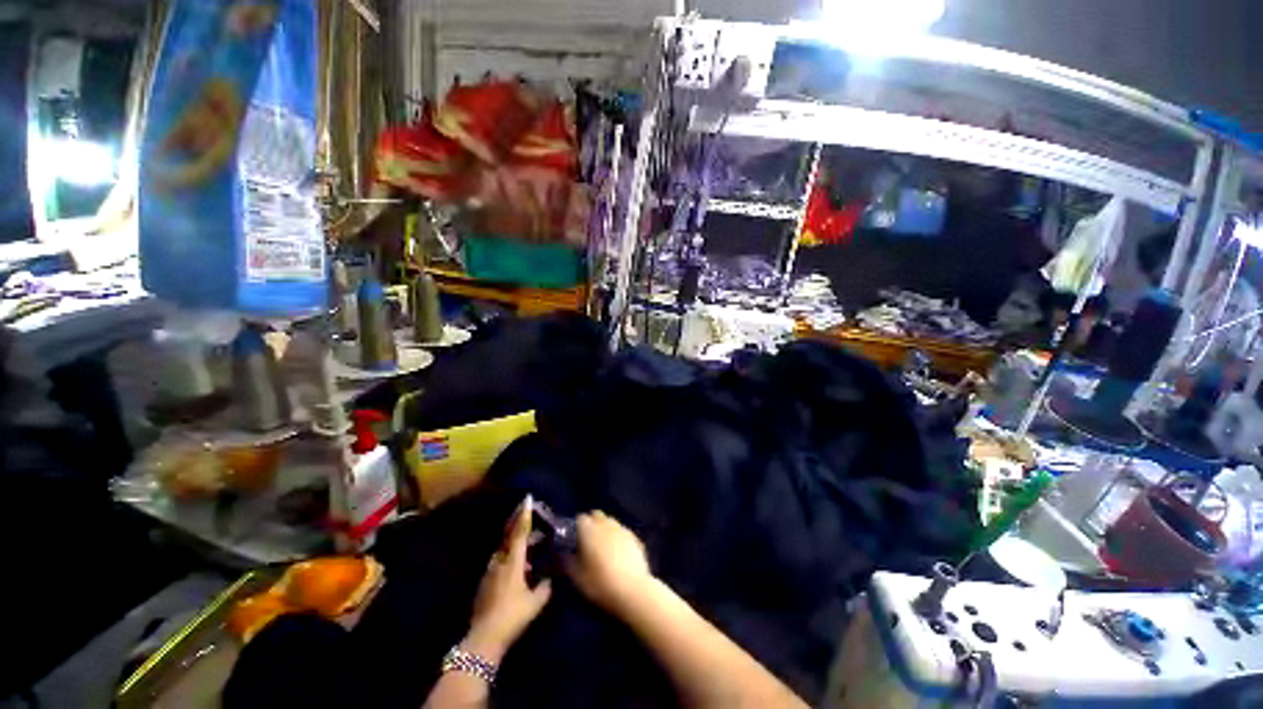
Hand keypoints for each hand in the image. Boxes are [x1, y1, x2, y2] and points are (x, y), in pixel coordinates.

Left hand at [466, 495, 551, 660]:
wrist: (484, 638)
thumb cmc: (512, 616)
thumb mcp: (535, 603)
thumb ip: (544, 588)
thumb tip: (549, 579)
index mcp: (513, 562)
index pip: (520, 532)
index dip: (524, 515)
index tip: (527, 499)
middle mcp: (499, 562)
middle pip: (509, 538)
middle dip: (519, 526)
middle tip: (529, 519)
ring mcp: (489, 573)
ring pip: (503, 551)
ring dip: (514, 544)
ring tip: (526, 546)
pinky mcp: (484, 584)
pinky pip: (498, 563)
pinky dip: (508, 558)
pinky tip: (516, 568)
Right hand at [565, 511, 653, 614]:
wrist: (633, 590)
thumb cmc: (599, 583)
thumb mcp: (575, 576)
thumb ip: (565, 560)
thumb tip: (560, 552)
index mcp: (589, 529)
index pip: (579, 518)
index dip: (575, 528)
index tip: (572, 542)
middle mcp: (606, 523)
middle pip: (596, 516)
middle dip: (590, 525)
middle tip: (587, 544)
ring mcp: (622, 528)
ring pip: (610, 522)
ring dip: (604, 530)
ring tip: (602, 550)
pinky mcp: (635, 537)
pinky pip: (622, 532)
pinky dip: (617, 538)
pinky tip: (618, 555)